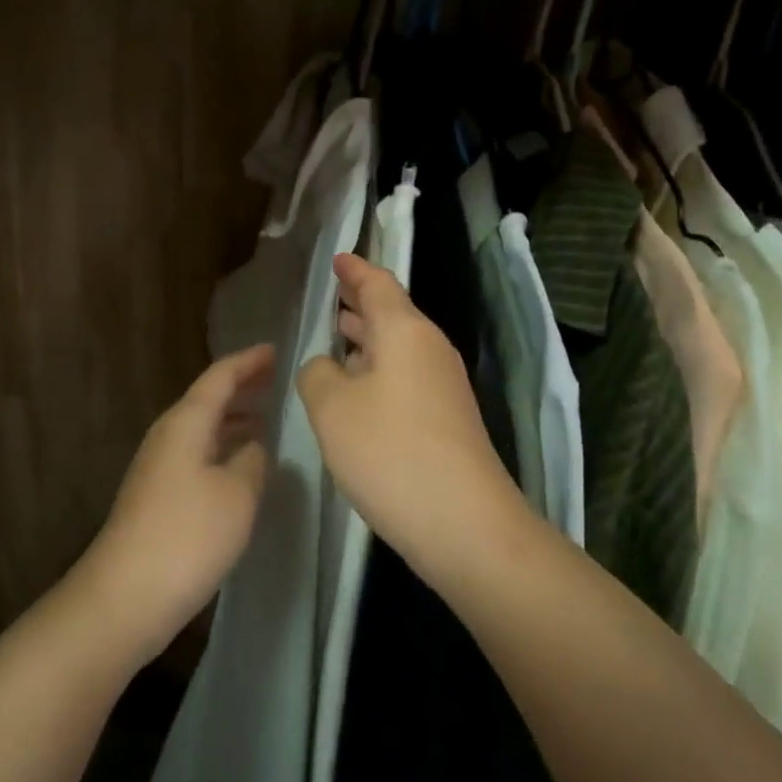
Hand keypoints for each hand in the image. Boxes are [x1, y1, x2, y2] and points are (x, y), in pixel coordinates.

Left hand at [79, 345, 275, 662]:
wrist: (124, 597)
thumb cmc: (187, 536)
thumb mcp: (238, 493)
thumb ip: (253, 460)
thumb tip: (253, 447)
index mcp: (186, 422)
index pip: (221, 376)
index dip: (249, 361)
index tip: (277, 350)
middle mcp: (169, 435)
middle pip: (208, 398)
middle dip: (243, 387)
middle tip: (277, 380)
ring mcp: (159, 466)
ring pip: (203, 427)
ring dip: (234, 419)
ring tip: (267, 418)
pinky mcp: (158, 496)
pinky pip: (198, 453)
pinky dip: (223, 447)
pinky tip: (242, 465)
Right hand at [297, 254, 525, 585]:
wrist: (464, 524)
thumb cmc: (390, 451)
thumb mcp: (331, 407)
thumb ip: (317, 373)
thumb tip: (327, 366)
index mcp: (405, 331)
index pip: (378, 284)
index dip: (355, 270)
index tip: (338, 258)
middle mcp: (429, 349)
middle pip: (393, 313)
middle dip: (361, 302)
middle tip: (334, 293)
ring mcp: (443, 385)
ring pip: (399, 346)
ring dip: (369, 338)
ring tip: (339, 333)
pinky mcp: (447, 419)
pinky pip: (406, 375)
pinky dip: (379, 369)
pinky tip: (358, 388)